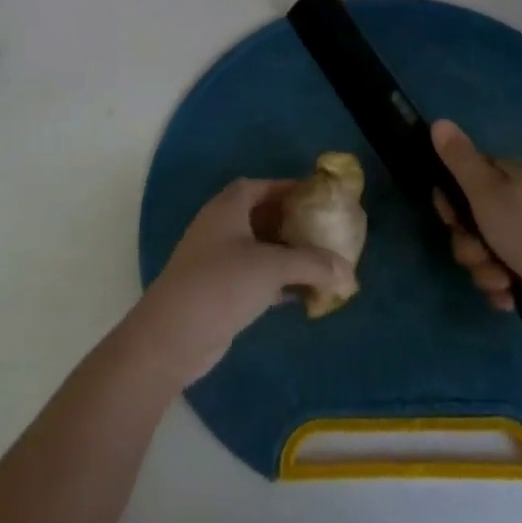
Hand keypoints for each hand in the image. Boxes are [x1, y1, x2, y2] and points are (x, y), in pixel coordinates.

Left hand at [125, 179, 352, 387]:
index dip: (286, 188)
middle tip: (324, 232)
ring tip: (321, 263)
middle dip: (291, 223)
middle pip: (260, 217)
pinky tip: (302, 295)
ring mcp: (216, 261)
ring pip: (258, 250)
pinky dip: (278, 281)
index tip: (316, 197)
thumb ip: (312, 264)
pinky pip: (254, 277)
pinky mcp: (218, 291)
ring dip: (287, 255)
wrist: (172, 336)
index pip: (259, 186)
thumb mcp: (271, 267)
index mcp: (227, 208)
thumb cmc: (220, 284)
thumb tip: (349, 272)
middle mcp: (219, 228)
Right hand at [432, 119, 521, 310]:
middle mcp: (518, 199)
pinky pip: (503, 273)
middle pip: (469, 220)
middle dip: (469, 246)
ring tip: (502, 282)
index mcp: (508, 175)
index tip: (454, 220)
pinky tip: (510, 297)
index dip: (450, 204)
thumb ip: (460, 160)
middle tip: (481, 255)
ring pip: (484, 251)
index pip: (461, 179)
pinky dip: (502, 286)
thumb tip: (439, 121)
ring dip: (485, 271)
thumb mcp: (487, 194)